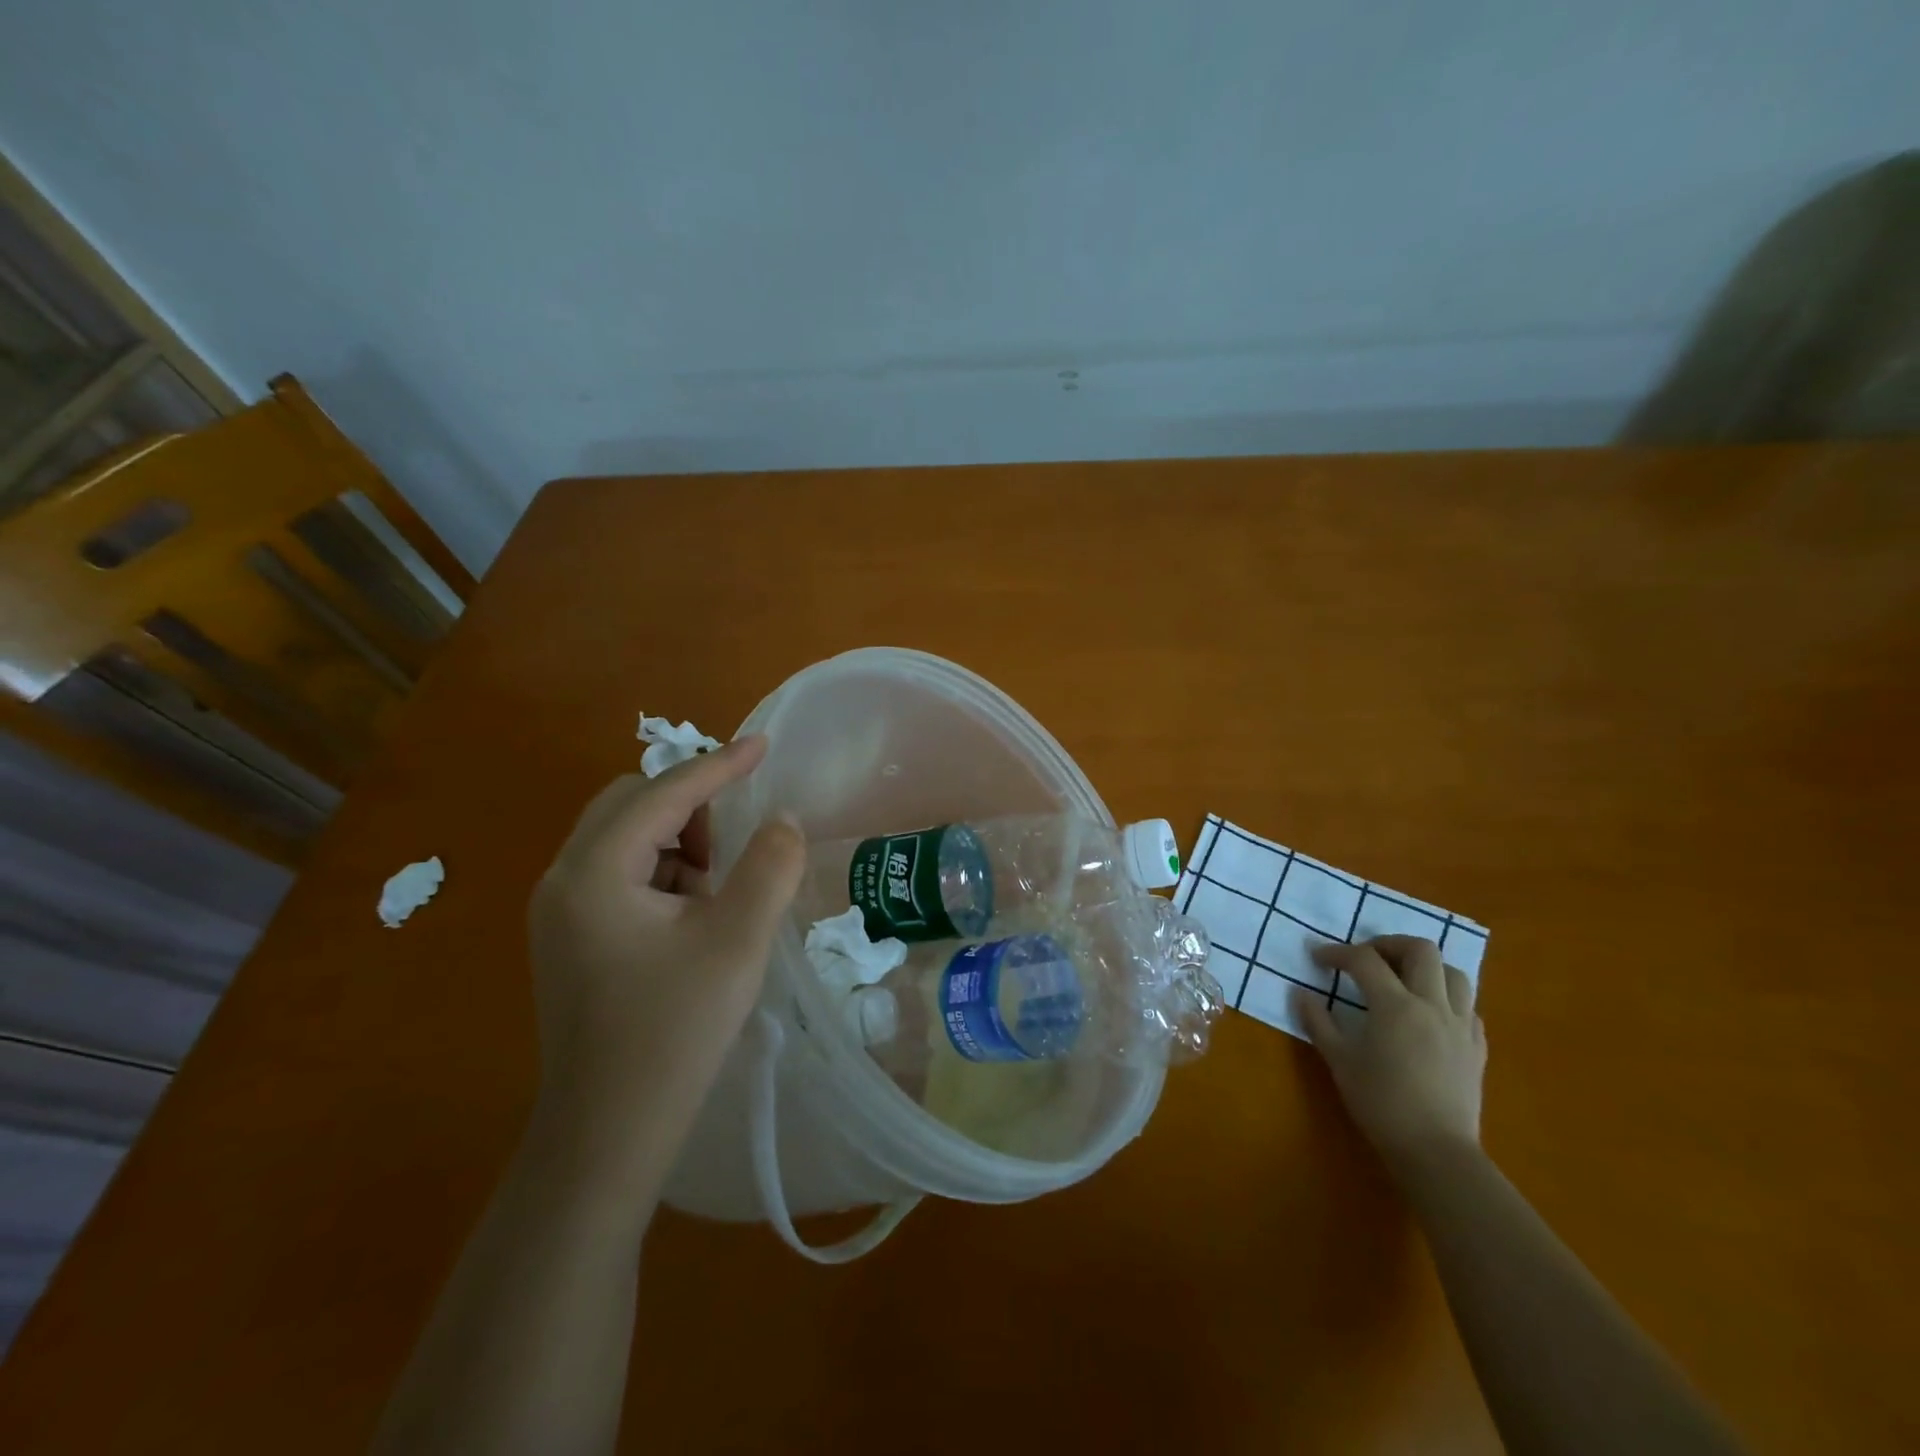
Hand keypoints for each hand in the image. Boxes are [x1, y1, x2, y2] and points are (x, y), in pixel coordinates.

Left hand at [527, 736, 802, 1165]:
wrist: (606, 1136)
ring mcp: (559, 911)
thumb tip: (782, 820)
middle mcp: (563, 879)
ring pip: (625, 838)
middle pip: (631, 804)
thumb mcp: (737, 942)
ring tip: (717, 895)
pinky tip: (691, 920)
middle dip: (691, 808)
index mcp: (595, 871)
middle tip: (735, 848)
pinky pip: (619, 874)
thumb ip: (769, 867)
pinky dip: (662, 874)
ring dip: (678, 843)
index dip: (720, 764)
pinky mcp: (570, 938)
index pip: (664, 792)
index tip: (764, 744)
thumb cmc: (673, 1034)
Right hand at [1293, 936, 1486, 1178]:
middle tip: (1367, 958)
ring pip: (1453, 972)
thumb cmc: (1381, 1104)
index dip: (1337, 953)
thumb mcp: (1339, 1061)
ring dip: (1425, 967)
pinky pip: (1467, 1006)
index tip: (1318, 959)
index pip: (1364, 960)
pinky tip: (1428, 1013)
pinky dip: (1446, 997)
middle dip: (1389, 944)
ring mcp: (1461, 1025)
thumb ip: (1318, 1021)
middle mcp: (1432, 1005)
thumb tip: (1300, 994)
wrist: (1436, 1151)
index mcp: (1395, 1006)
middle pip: (1420, 949)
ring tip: (1402, 979)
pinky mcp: (1477, 1046)